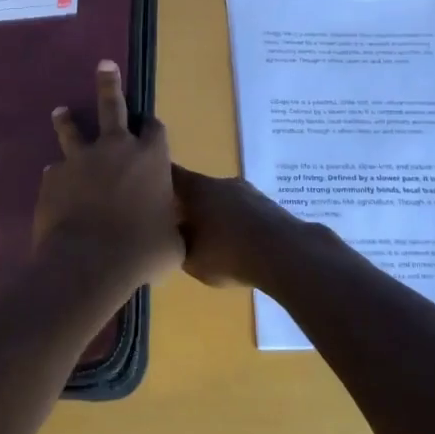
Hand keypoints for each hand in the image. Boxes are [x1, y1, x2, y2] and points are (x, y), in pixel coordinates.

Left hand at [34, 61, 182, 289]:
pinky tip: (56, 183)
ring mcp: (81, 160)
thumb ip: (170, 227)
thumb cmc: (141, 252)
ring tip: (61, 110)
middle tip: (104, 64)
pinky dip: (59, 175)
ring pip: (73, 131)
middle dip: (109, 84)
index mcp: (150, 158)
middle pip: (112, 107)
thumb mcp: (172, 243)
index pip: (155, 130)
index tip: (149, 126)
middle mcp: (116, 149)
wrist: (89, 262)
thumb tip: (170, 232)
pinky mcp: (54, 177)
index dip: (153, 128)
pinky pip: (56, 171)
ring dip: (68, 120)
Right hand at [172, 165, 325, 289]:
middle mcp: (221, 182)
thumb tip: (172, 238)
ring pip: (222, 200)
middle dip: (188, 205)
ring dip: (215, 215)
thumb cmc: (229, 253)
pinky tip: (238, 245)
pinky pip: (243, 212)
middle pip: (198, 188)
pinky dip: (236, 224)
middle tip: (180, 226)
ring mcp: (248, 191)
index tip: (149, 190)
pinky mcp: (268, 205)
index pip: (171, 174)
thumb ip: (176, 246)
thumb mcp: (191, 259)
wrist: (286, 253)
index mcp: (197, 188)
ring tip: (213, 241)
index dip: (158, 180)